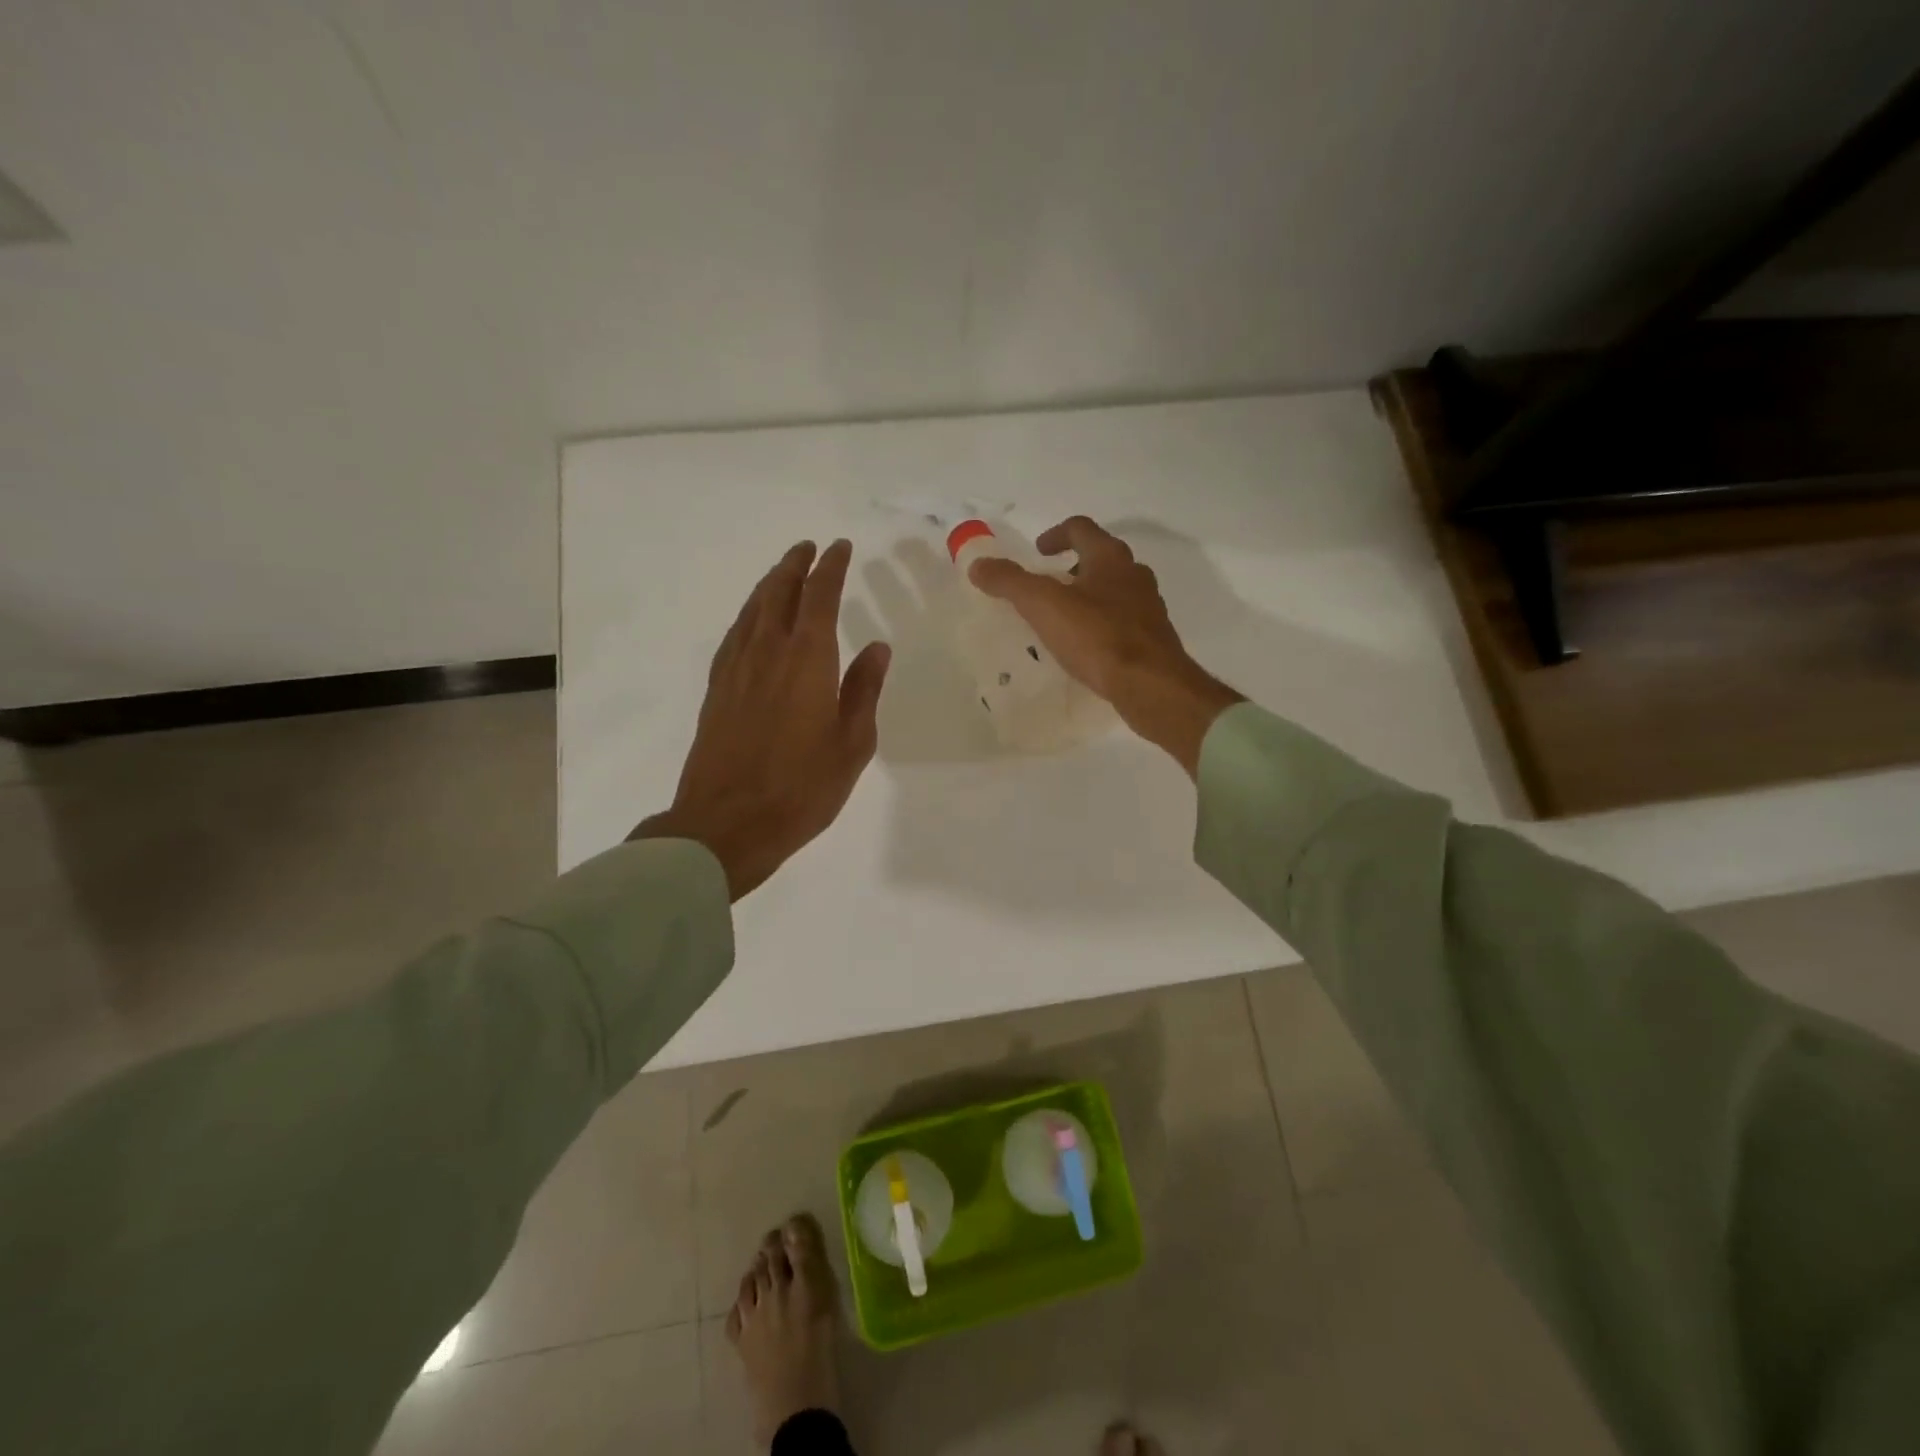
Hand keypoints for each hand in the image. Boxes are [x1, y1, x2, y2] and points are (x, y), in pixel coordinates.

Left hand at [630, 539, 890, 899]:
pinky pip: (734, 635)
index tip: (839, 547)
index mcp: (807, 660)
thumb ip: (864, 690)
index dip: (830, 568)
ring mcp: (736, 669)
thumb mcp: (852, 743)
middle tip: (808, 548)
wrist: (727, 823)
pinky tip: (751, 622)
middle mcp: (768, 652)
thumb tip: (877, 647)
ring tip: (782, 574)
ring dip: (769, 585)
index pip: (819, 596)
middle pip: (778, 592)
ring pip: (751, 610)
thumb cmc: (802, 787)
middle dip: (795, 565)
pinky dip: (747, 615)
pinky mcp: (716, 690)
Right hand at [967, 516, 1241, 775]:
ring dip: (1090, 597)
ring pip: (1116, 592)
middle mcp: (1134, 576)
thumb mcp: (1043, 605)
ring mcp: (1149, 609)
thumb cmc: (1097, 637)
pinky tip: (1087, 649)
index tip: (1038, 551)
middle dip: (1074, 567)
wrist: (1151, 685)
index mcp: (1110, 558)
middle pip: (1102, 559)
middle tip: (1049, 585)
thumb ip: (1010, 582)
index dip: (1056, 534)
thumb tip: (978, 565)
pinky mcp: (1154, 641)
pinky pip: (1123, 623)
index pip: (1081, 529)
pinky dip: (1103, 626)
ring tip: (1065, 619)